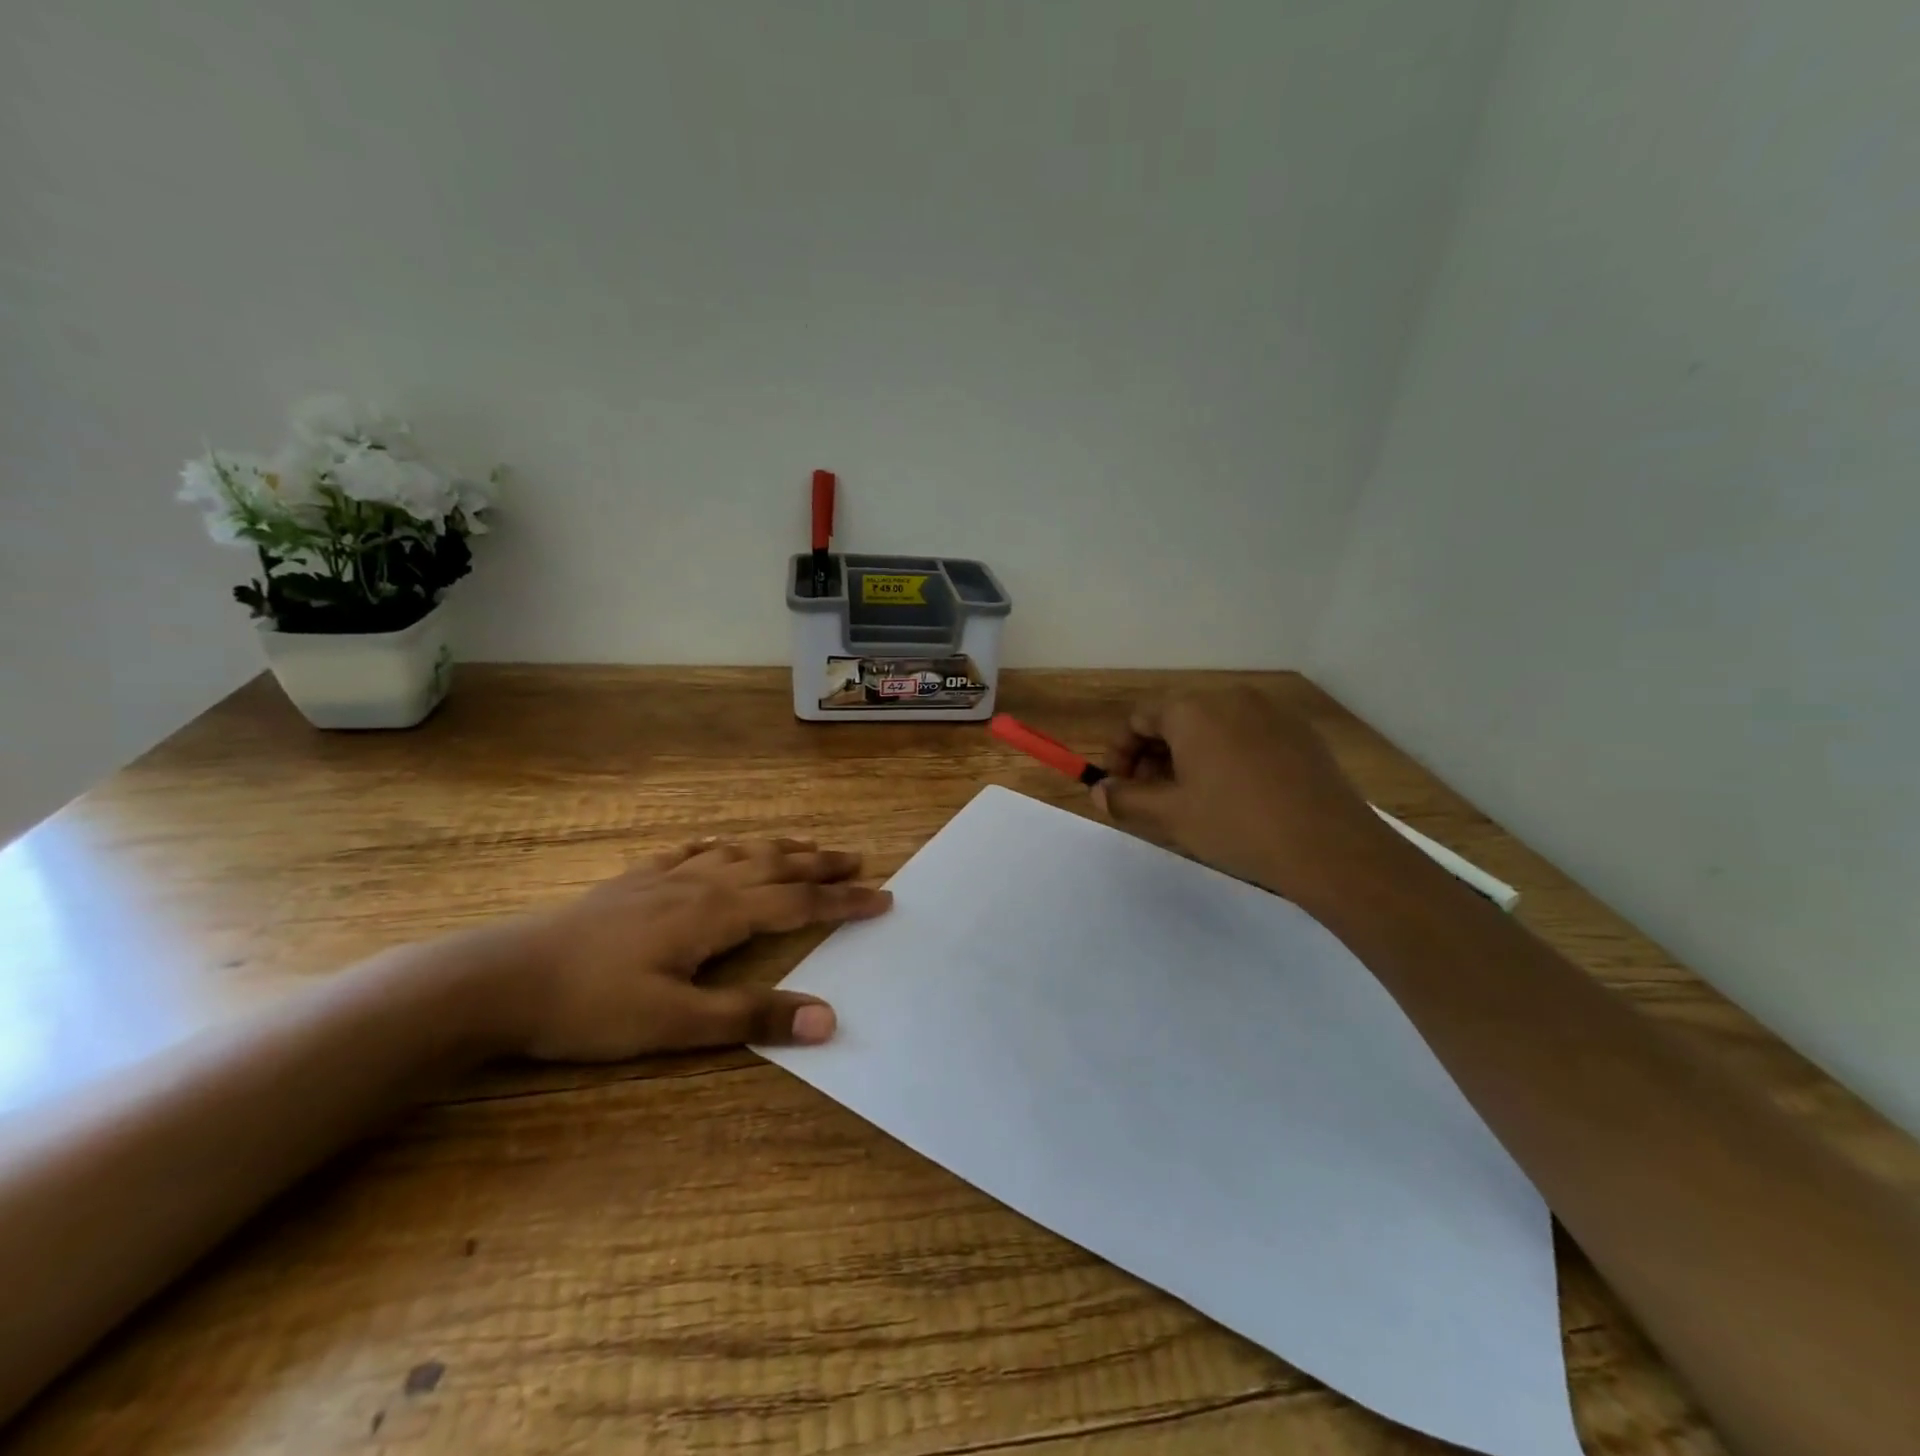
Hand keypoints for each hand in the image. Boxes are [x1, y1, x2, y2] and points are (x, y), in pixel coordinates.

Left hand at [481, 838, 891, 1060]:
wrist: (500, 979)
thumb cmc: (592, 1007)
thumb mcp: (676, 1026)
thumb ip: (752, 1018)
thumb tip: (828, 1018)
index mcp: (717, 914)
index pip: (797, 904)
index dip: (843, 902)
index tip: (883, 897)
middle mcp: (700, 884)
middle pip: (775, 867)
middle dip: (821, 866)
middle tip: (860, 861)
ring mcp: (664, 877)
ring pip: (738, 853)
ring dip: (780, 849)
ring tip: (809, 848)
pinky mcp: (633, 881)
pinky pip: (689, 852)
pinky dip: (719, 846)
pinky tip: (721, 844)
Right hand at [1092, 688, 1395, 898]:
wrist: (1329, 846)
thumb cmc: (1236, 825)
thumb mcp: (1170, 815)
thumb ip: (1126, 798)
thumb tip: (1098, 790)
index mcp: (1192, 710)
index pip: (1139, 718)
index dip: (1121, 752)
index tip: (1121, 786)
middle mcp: (1230, 697)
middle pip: (1176, 718)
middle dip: (1154, 755)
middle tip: (1153, 796)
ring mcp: (1270, 711)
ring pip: (1212, 726)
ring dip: (1190, 756)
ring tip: (1193, 798)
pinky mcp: (1299, 731)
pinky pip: (1247, 734)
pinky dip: (1227, 756)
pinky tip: (1236, 794)